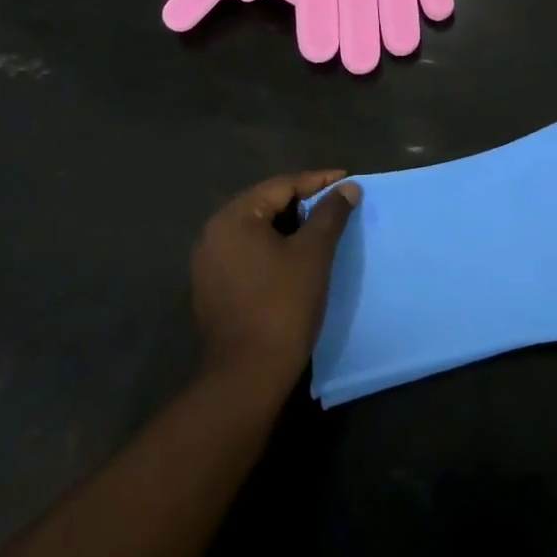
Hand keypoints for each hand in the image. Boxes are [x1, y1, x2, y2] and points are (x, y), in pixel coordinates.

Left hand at [191, 170, 360, 398]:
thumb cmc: (283, 305)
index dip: (318, 181)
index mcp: (233, 217)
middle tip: (337, 204)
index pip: (281, 186)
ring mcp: (208, 262)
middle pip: (266, 204)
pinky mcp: (212, 287)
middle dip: (303, 202)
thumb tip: (348, 187)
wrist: (247, 376)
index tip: (348, 180)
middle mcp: (213, 233)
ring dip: (289, 226)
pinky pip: (247, 252)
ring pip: (257, 229)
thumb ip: (331, 214)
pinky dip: (273, 248)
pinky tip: (296, 257)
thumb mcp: (313, 253)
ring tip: (322, 229)